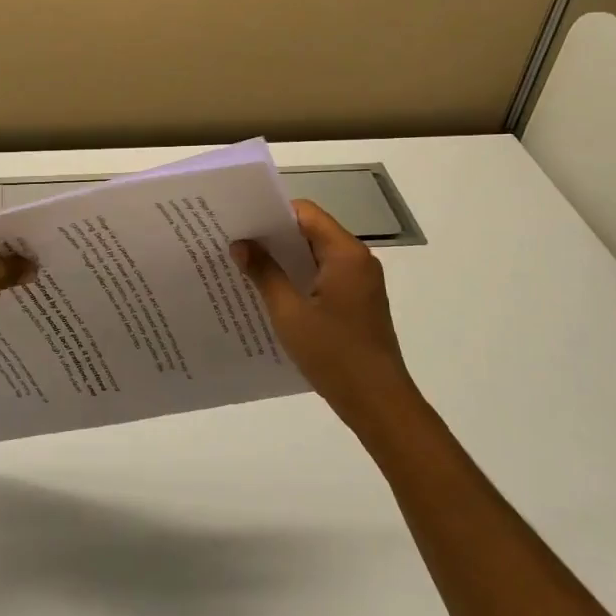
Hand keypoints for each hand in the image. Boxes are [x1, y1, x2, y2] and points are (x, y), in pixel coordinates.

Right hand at [233, 200, 419, 435]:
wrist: (378, 402)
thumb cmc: (334, 354)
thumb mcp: (289, 313)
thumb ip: (264, 273)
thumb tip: (241, 244)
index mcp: (345, 253)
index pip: (305, 213)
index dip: (272, 213)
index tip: (241, 222)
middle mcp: (358, 260)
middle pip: (311, 231)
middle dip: (275, 236)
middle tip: (236, 242)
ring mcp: (361, 282)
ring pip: (317, 255)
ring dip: (286, 259)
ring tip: (247, 265)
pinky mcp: (359, 302)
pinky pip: (325, 276)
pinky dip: (300, 277)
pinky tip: (273, 292)